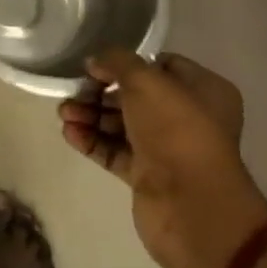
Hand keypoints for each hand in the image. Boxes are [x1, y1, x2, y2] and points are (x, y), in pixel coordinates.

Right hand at [58, 49, 266, 267]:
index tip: (96, 65)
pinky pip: (115, 151)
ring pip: (121, 124)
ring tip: (64, 113)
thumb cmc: (176, 130)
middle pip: (135, 96)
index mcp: (203, 91)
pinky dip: (92, 141)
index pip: (160, 65)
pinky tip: (68, 133)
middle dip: (100, 92)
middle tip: (72, 91)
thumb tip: (95, 62)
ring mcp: (167, 149)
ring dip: (91, 115)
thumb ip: (116, 61)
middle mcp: (188, 118)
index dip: (127, 63)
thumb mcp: (145, 80)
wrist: (192, 206)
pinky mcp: (148, 176)